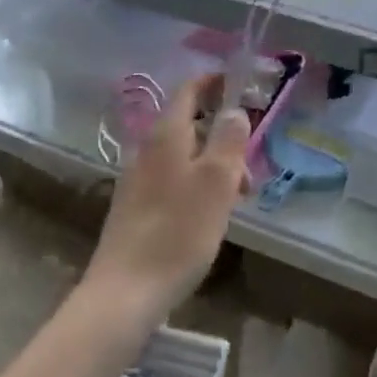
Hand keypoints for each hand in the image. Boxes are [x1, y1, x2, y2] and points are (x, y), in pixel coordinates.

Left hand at [85, 74, 250, 328]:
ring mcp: (139, 180)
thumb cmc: (178, 232)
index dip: (214, 82)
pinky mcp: (138, 209)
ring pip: (185, 157)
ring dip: (216, 166)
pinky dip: (199, 186)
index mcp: (167, 136)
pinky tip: (212, 217)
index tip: (242, 85)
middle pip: (190, 125)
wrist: (125, 294)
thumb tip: (234, 110)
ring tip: (239, 199)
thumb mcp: (216, 182)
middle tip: (251, 165)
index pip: (189, 90)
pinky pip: (175, 182)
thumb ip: (228, 140)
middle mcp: (148, 150)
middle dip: (224, 135)